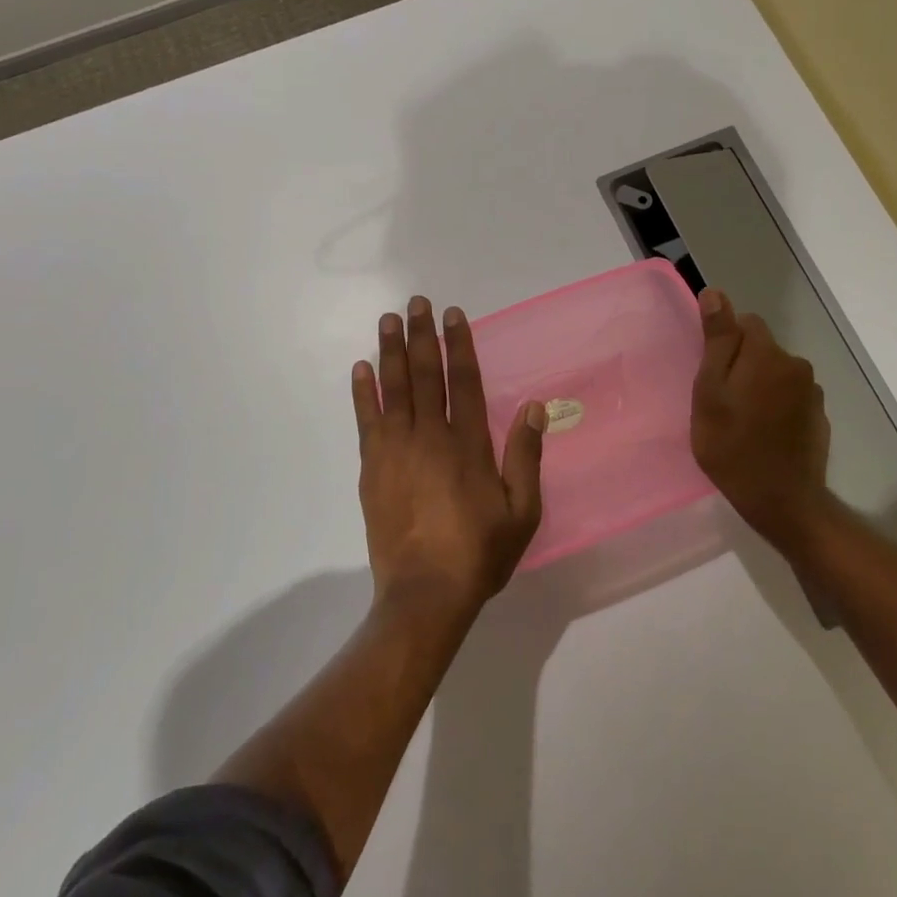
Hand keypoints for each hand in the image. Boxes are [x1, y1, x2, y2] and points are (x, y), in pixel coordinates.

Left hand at [352, 297, 546, 618]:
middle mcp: (430, 436)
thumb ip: (526, 457)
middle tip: (415, 303)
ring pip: (393, 389)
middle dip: (420, 336)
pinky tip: (361, 369)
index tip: (452, 315)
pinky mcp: (371, 468)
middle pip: (425, 375)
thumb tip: (535, 408)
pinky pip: (366, 420)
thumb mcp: (522, 511)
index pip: (463, 381)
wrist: (425, 593)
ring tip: (387, 320)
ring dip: (390, 352)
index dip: (458, 345)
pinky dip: (363, 393)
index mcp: (468, 444)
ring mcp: (396, 450)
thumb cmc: (479, 553)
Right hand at [690, 288, 832, 556]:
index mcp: (768, 355)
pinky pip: (790, 398)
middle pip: (762, 348)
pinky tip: (764, 435)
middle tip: (721, 402)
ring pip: (776, 374)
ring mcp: (812, 393)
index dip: (725, 344)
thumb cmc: (733, 446)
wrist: (782, 501)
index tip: (711, 375)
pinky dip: (776, 408)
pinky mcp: (819, 417)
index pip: (746, 323)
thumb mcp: (710, 392)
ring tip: (742, 422)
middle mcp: (797, 365)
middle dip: (742, 365)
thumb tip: (715, 293)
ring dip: (759, 387)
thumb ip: (716, 341)